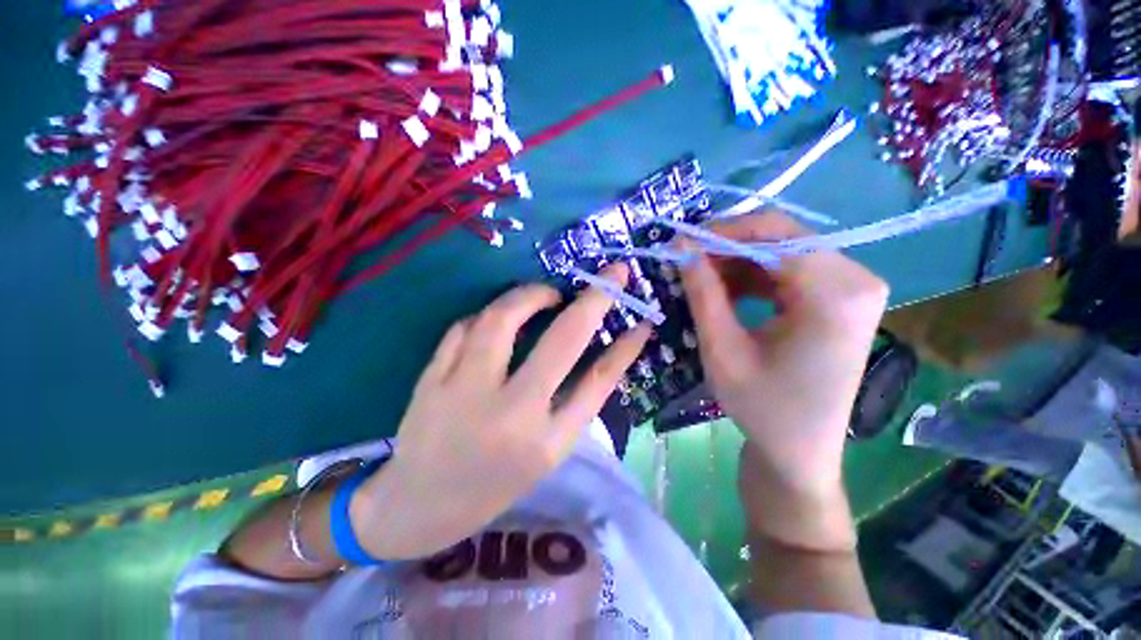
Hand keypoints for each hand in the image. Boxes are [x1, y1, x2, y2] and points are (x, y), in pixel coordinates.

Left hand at [351, 265, 651, 559]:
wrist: (418, 508)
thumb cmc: (493, 486)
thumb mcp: (546, 453)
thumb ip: (573, 403)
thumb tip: (602, 353)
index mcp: (546, 442)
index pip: (598, 381)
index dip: (626, 346)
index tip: (643, 319)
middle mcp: (511, 413)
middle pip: (562, 339)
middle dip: (594, 298)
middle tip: (609, 276)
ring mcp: (464, 393)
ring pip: (502, 318)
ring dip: (531, 294)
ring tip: (545, 295)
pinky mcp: (429, 380)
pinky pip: (463, 327)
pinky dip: (487, 315)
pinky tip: (495, 320)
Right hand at [679, 212, 887, 550]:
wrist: (800, 452)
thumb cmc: (762, 409)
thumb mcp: (722, 349)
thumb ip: (703, 292)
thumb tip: (682, 248)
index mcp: (834, 295)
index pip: (772, 233)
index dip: (719, 232)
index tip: (678, 245)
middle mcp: (856, 279)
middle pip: (781, 236)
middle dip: (725, 245)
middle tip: (685, 262)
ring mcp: (852, 287)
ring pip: (782, 250)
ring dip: (736, 260)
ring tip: (700, 279)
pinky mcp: (840, 298)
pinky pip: (789, 269)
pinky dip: (752, 274)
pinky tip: (726, 291)